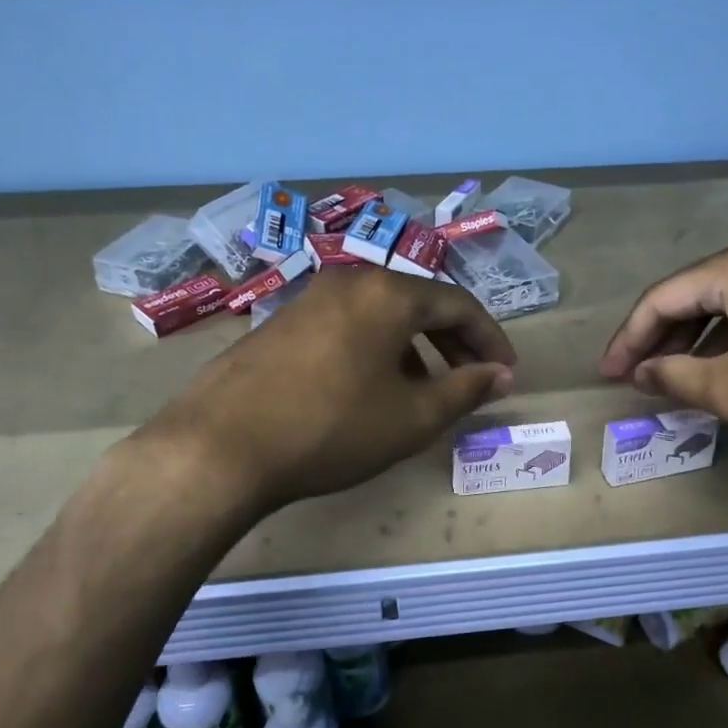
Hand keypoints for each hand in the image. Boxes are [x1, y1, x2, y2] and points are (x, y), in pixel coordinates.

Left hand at [144, 265, 516, 510]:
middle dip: (454, 343)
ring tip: (425, 391)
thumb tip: (500, 375)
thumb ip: (465, 390)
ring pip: (381, 315)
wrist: (221, 446)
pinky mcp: (281, 322)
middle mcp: (349, 281)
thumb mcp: (411, 417)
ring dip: (414, 348)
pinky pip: (348, 326)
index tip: (506, 373)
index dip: (490, 339)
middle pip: (419, 304)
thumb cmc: (332, 428)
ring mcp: (309, 299)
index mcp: (387, 292)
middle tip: (473, 382)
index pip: (458, 304)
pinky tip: (372, 389)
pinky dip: (376, 350)